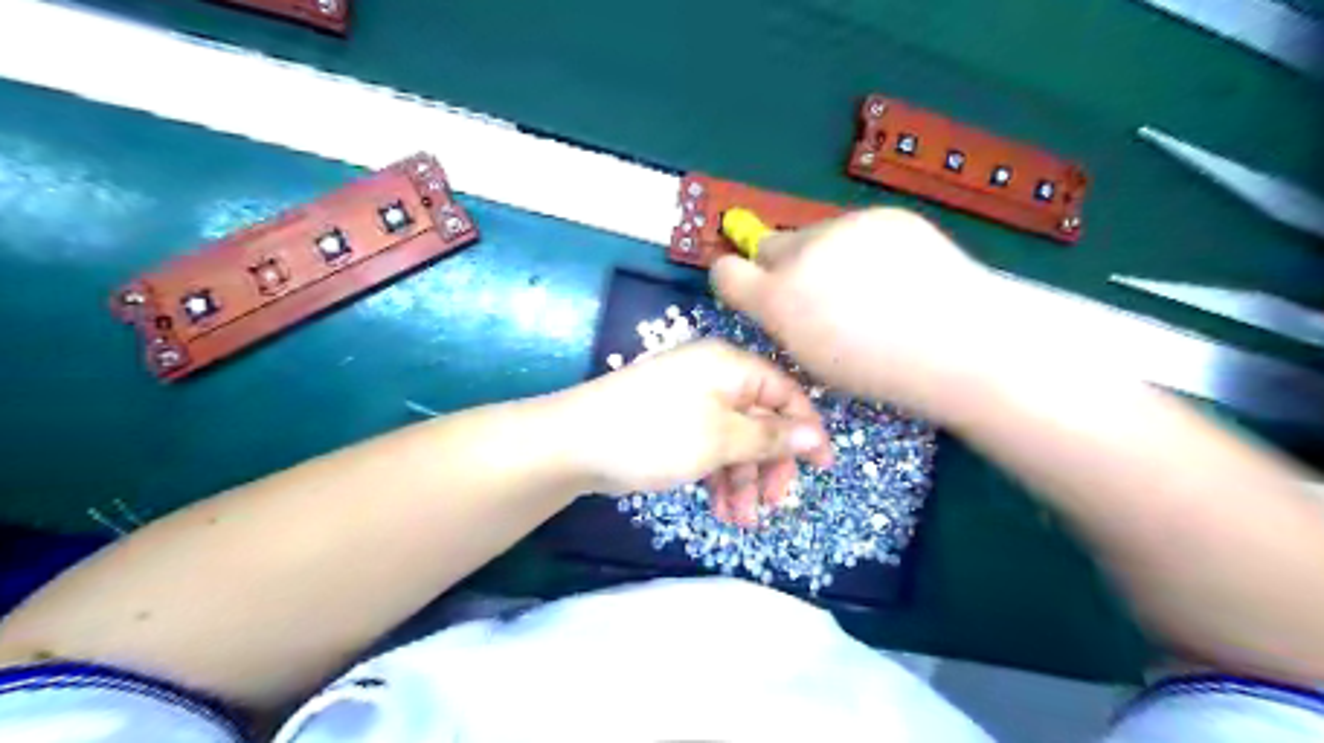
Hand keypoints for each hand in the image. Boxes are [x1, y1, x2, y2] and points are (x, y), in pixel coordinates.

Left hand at [553, 339, 823, 525]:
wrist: (573, 443)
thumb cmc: (655, 434)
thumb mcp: (720, 438)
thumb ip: (769, 436)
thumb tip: (813, 436)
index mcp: (729, 366)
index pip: (784, 392)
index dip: (805, 430)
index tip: (821, 470)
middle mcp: (712, 377)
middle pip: (759, 419)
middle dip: (768, 464)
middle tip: (773, 504)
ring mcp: (689, 401)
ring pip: (733, 440)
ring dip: (742, 479)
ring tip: (740, 520)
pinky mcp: (671, 424)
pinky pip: (708, 447)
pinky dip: (717, 476)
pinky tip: (719, 508)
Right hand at [715, 206, 1031, 416]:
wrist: (959, 341)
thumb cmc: (882, 370)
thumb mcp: (813, 360)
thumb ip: (784, 323)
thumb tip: (779, 300)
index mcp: (780, 301)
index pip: (725, 272)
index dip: (734, 280)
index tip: (752, 291)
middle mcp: (802, 256)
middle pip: (768, 246)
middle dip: (781, 267)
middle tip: (817, 292)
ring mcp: (844, 228)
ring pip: (813, 235)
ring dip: (824, 255)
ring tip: (869, 285)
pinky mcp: (880, 215)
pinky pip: (854, 228)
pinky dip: (864, 246)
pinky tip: (897, 271)